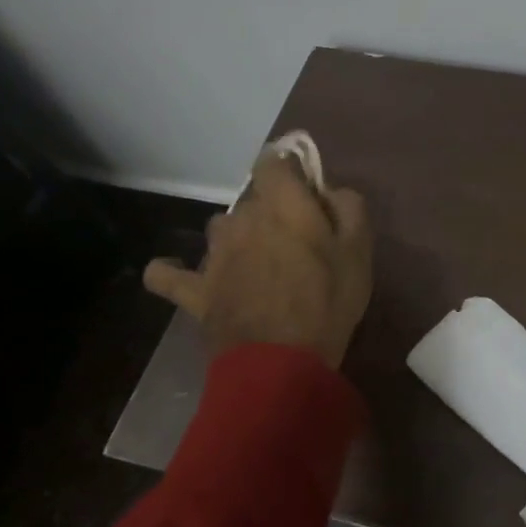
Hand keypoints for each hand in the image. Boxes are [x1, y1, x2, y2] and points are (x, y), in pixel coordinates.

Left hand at [143, 149, 372, 369]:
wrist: (281, 364)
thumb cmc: (327, 302)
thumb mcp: (358, 251)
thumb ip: (349, 206)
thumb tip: (330, 190)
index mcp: (282, 205)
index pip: (273, 162)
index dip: (289, 169)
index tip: (306, 187)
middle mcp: (241, 219)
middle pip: (252, 198)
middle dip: (272, 210)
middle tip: (296, 239)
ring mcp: (213, 256)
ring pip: (220, 229)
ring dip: (237, 237)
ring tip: (257, 262)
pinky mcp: (195, 291)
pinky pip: (167, 274)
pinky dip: (168, 270)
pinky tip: (172, 271)